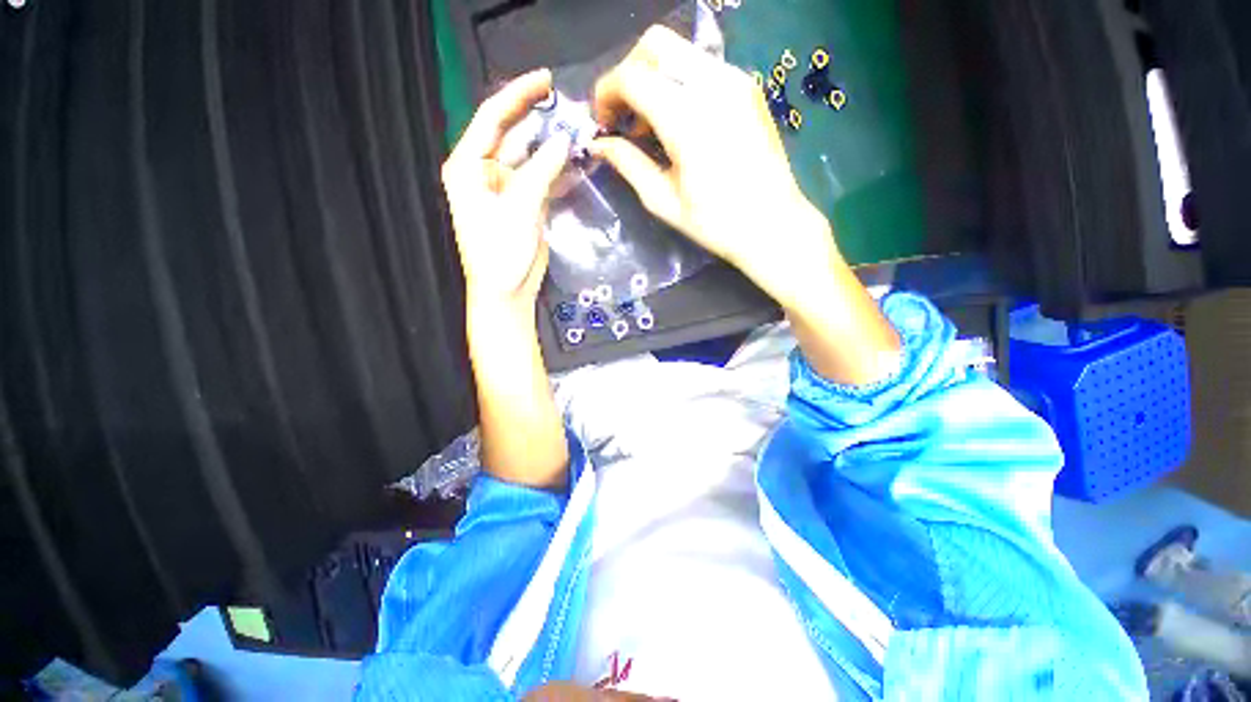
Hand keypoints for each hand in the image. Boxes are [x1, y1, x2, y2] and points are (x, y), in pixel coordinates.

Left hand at [442, 69, 571, 306]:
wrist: (508, 292)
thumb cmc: (501, 252)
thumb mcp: (519, 208)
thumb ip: (541, 171)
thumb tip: (564, 141)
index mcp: (469, 166)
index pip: (493, 118)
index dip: (519, 95)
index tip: (547, 80)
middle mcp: (486, 172)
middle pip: (516, 136)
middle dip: (543, 123)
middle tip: (574, 111)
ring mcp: (509, 189)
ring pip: (534, 159)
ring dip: (557, 150)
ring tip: (583, 136)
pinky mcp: (526, 205)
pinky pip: (544, 181)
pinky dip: (561, 174)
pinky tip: (580, 166)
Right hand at [590, 26, 838, 307]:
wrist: (773, 224)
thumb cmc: (716, 223)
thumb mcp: (663, 200)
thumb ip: (628, 164)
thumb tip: (600, 144)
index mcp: (687, 119)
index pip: (632, 76)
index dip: (606, 93)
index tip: (602, 122)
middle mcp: (713, 84)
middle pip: (655, 44)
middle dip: (628, 73)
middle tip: (624, 116)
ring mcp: (735, 79)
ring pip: (679, 50)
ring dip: (654, 77)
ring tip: (650, 124)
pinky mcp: (748, 86)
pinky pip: (701, 65)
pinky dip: (678, 82)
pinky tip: (679, 120)